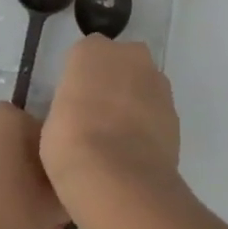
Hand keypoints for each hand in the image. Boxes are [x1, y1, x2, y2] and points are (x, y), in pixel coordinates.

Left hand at [0, 105, 66, 228]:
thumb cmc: (12, 212)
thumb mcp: (56, 202)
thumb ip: (69, 186)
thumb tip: (69, 189)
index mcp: (8, 115)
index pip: (46, 138)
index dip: (59, 171)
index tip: (65, 199)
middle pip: (21, 156)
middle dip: (38, 191)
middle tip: (53, 226)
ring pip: (0, 173)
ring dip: (19, 202)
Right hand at [41, 36, 180, 215]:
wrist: (119, 178)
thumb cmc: (71, 143)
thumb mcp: (52, 121)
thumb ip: (70, 106)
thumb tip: (78, 116)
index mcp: (92, 50)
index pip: (84, 56)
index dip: (80, 80)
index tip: (74, 104)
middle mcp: (129, 55)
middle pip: (119, 63)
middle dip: (112, 83)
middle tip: (96, 117)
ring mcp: (157, 82)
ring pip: (142, 86)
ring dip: (133, 103)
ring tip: (117, 140)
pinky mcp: (175, 111)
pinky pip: (156, 112)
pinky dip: (148, 125)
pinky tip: (135, 152)